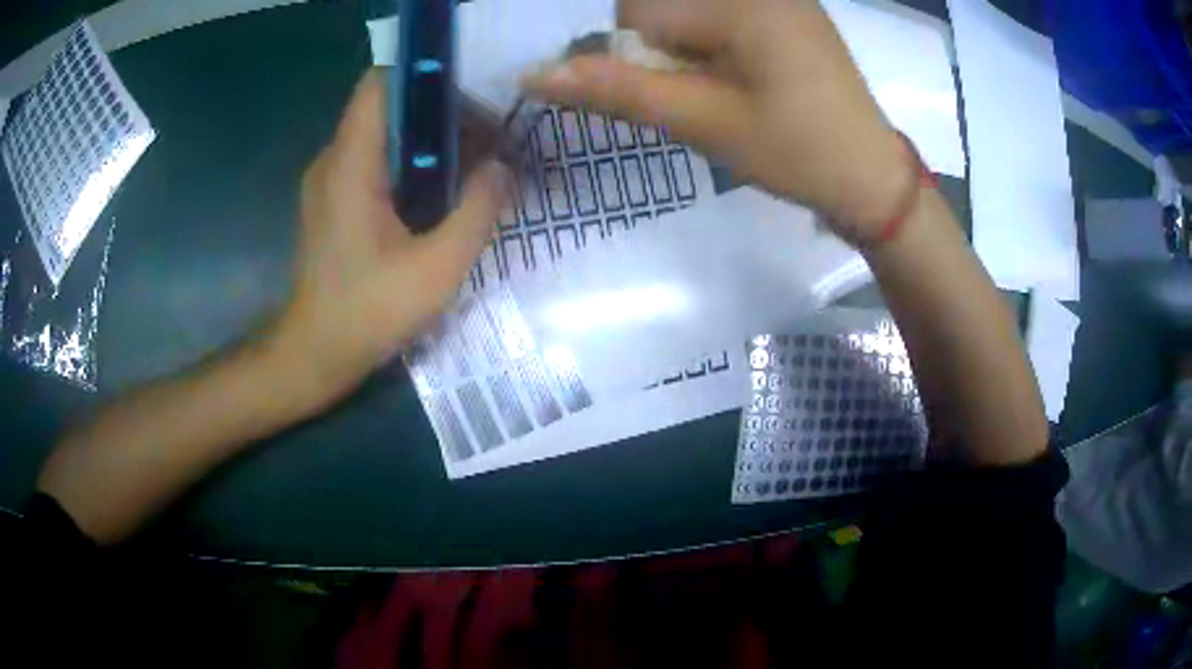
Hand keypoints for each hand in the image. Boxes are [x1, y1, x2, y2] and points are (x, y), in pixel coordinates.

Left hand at [269, 69, 508, 412]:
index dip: (425, 74)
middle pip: (388, 106)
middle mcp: (333, 160)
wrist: (316, 354)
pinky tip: (439, 192)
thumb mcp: (437, 269)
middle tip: (487, 134)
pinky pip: (374, 162)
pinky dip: (409, 164)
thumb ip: (477, 212)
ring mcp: (329, 181)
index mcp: (351, 164)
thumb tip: (504, 167)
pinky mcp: (332, 201)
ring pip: (383, 134)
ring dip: (427, 140)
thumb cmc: (368, 312)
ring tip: (473, 162)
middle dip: (439, 111)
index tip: (470, 90)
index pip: (380, 83)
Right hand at [524, 0, 912, 243]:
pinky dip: (714, 44)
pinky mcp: (791, 11)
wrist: (872, 177)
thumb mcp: (703, 122)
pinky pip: (725, 16)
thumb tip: (534, 75)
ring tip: (729, 89)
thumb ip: (618, 91)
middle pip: (664, 6)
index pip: (638, 10)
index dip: (633, 56)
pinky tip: (744, 76)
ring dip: (688, 48)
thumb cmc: (795, 153)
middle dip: (663, 49)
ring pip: (691, 12)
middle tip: (705, 94)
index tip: (673, 96)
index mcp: (740, 4)